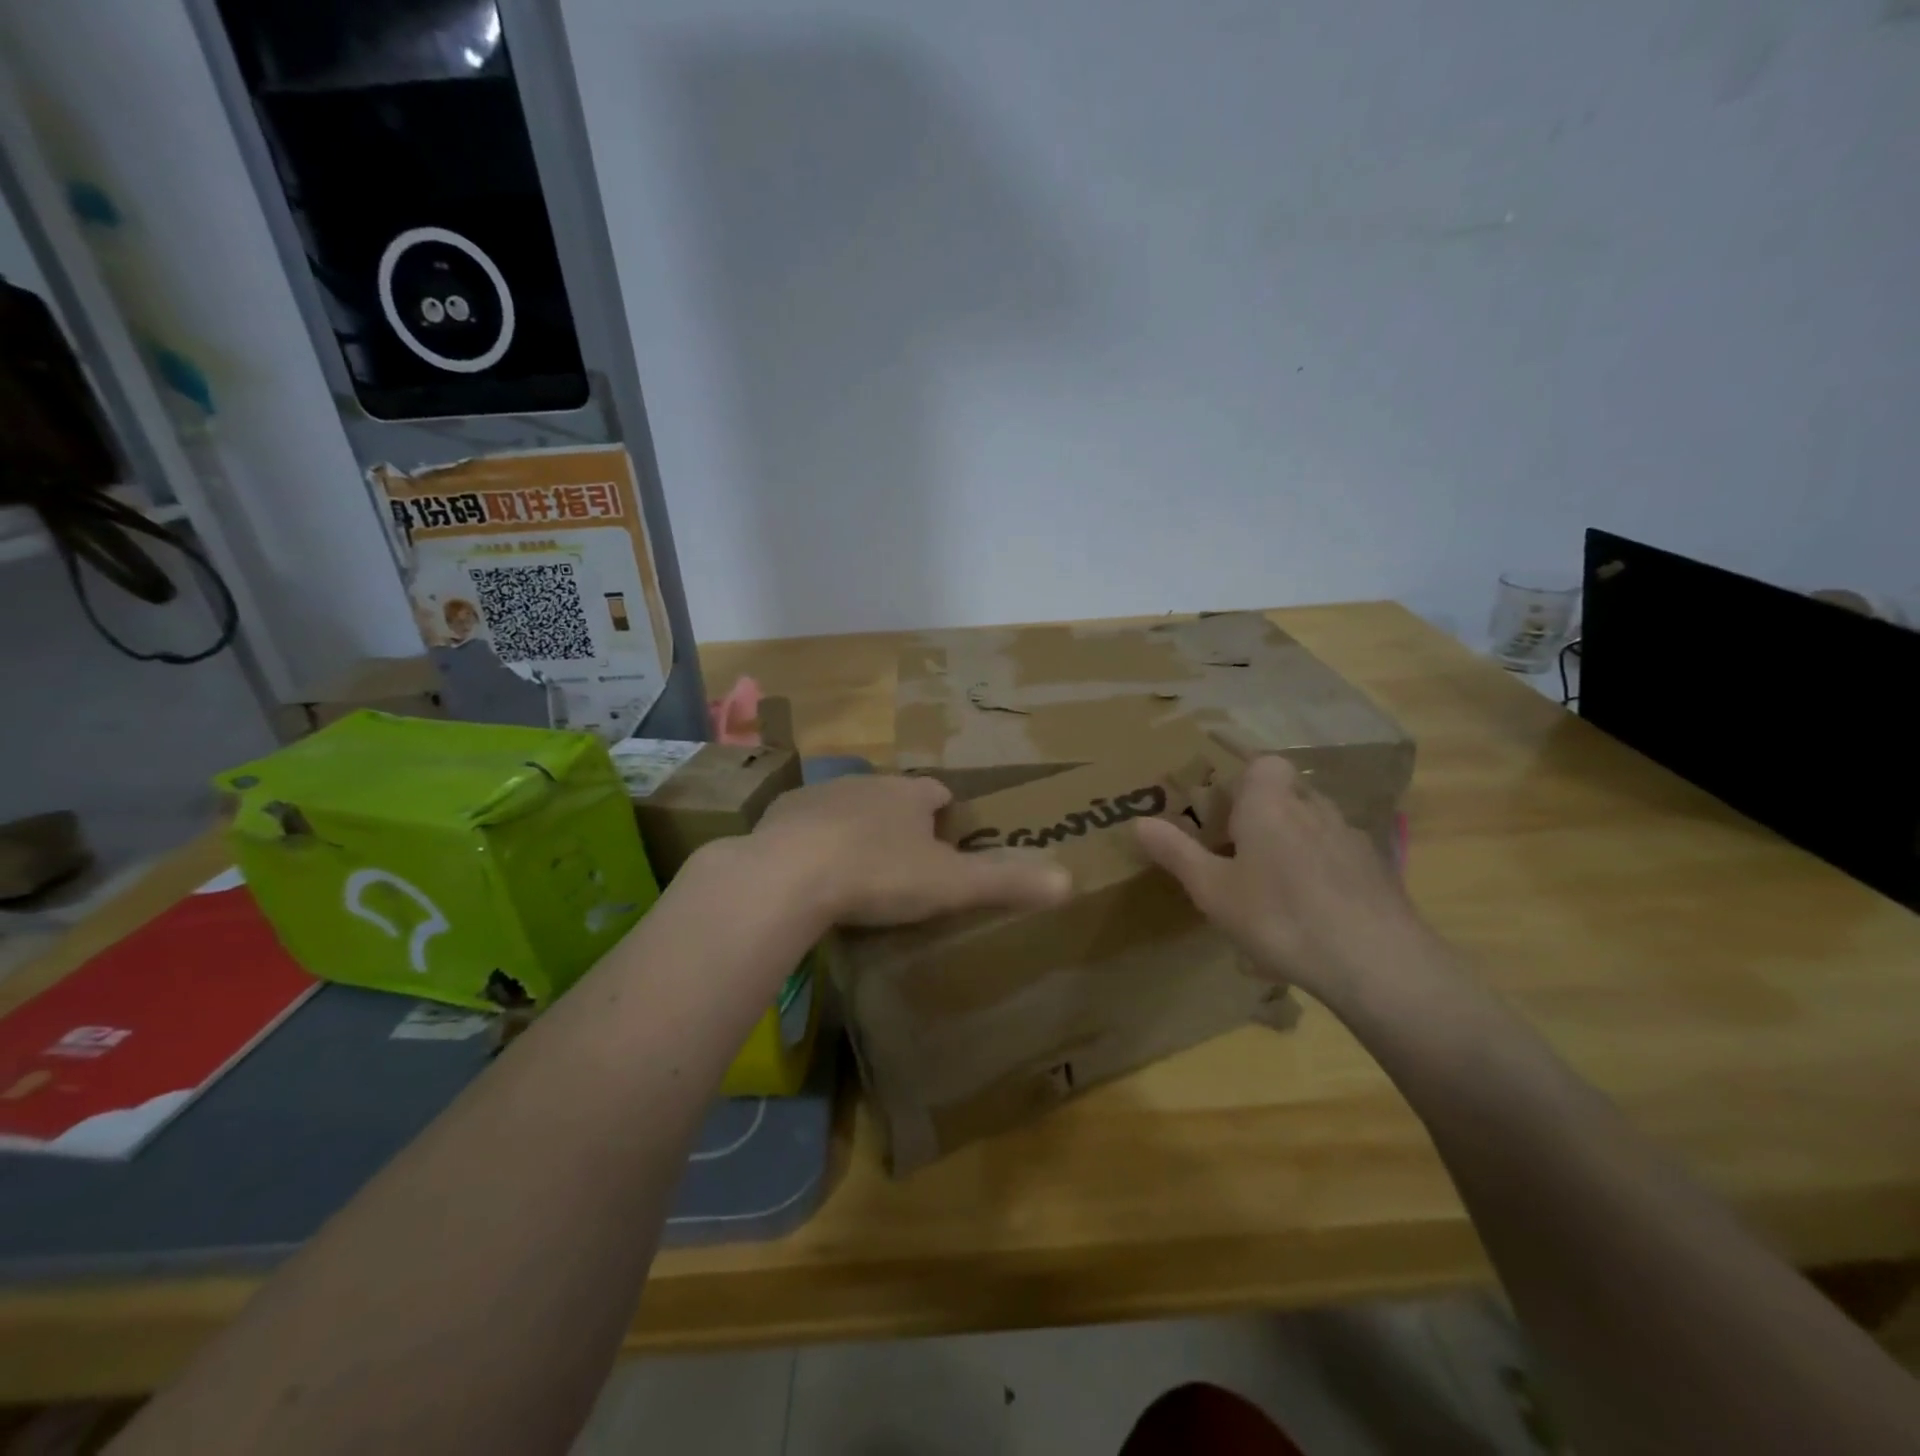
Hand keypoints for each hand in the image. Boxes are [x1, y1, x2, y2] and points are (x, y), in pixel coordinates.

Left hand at [746, 773, 1072, 929]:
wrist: (790, 874)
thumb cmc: (880, 874)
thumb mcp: (951, 885)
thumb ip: (1008, 882)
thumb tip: (1069, 881)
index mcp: (909, 794)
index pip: (938, 793)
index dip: (946, 814)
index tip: (948, 842)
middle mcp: (867, 783)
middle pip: (892, 797)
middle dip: (900, 821)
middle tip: (905, 863)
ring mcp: (820, 795)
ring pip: (848, 806)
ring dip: (856, 828)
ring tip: (858, 870)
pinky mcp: (781, 815)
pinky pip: (806, 824)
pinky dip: (815, 841)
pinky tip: (812, 874)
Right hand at [1135, 754, 1447, 1008]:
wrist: (1377, 961)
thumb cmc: (1280, 916)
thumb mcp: (1213, 890)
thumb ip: (1176, 852)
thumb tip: (1137, 821)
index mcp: (1270, 803)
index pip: (1263, 763)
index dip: (1244, 779)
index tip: (1224, 809)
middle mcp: (1314, 808)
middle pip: (1288, 792)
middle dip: (1266, 812)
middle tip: (1241, 848)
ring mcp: (1352, 838)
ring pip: (1316, 824)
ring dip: (1296, 841)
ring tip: (1275, 884)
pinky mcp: (1378, 871)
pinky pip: (1339, 856)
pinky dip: (1323, 870)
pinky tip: (1313, 911)